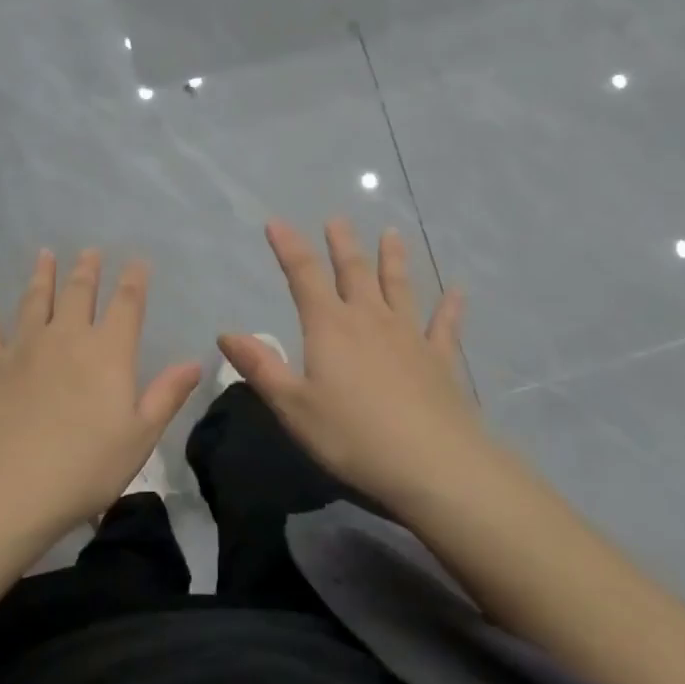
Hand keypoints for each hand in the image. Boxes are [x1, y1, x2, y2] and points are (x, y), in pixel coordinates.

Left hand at [0, 248, 202, 534]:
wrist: (8, 488)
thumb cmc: (85, 468)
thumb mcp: (140, 436)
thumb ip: (166, 395)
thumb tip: (195, 361)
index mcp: (108, 353)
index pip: (126, 305)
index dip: (134, 280)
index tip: (137, 261)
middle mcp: (67, 338)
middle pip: (80, 294)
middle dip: (87, 270)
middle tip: (89, 251)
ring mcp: (24, 348)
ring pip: (35, 301)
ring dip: (42, 275)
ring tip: (44, 254)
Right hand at [217, 218, 488, 510]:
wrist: (433, 464)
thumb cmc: (352, 436)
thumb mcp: (293, 406)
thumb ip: (261, 367)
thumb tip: (226, 333)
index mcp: (330, 327)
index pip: (304, 276)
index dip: (288, 247)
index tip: (276, 222)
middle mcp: (370, 320)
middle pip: (354, 272)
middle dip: (342, 244)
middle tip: (337, 219)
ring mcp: (410, 336)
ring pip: (399, 287)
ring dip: (393, 259)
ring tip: (392, 234)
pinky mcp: (440, 359)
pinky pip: (445, 325)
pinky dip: (450, 306)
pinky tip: (458, 291)